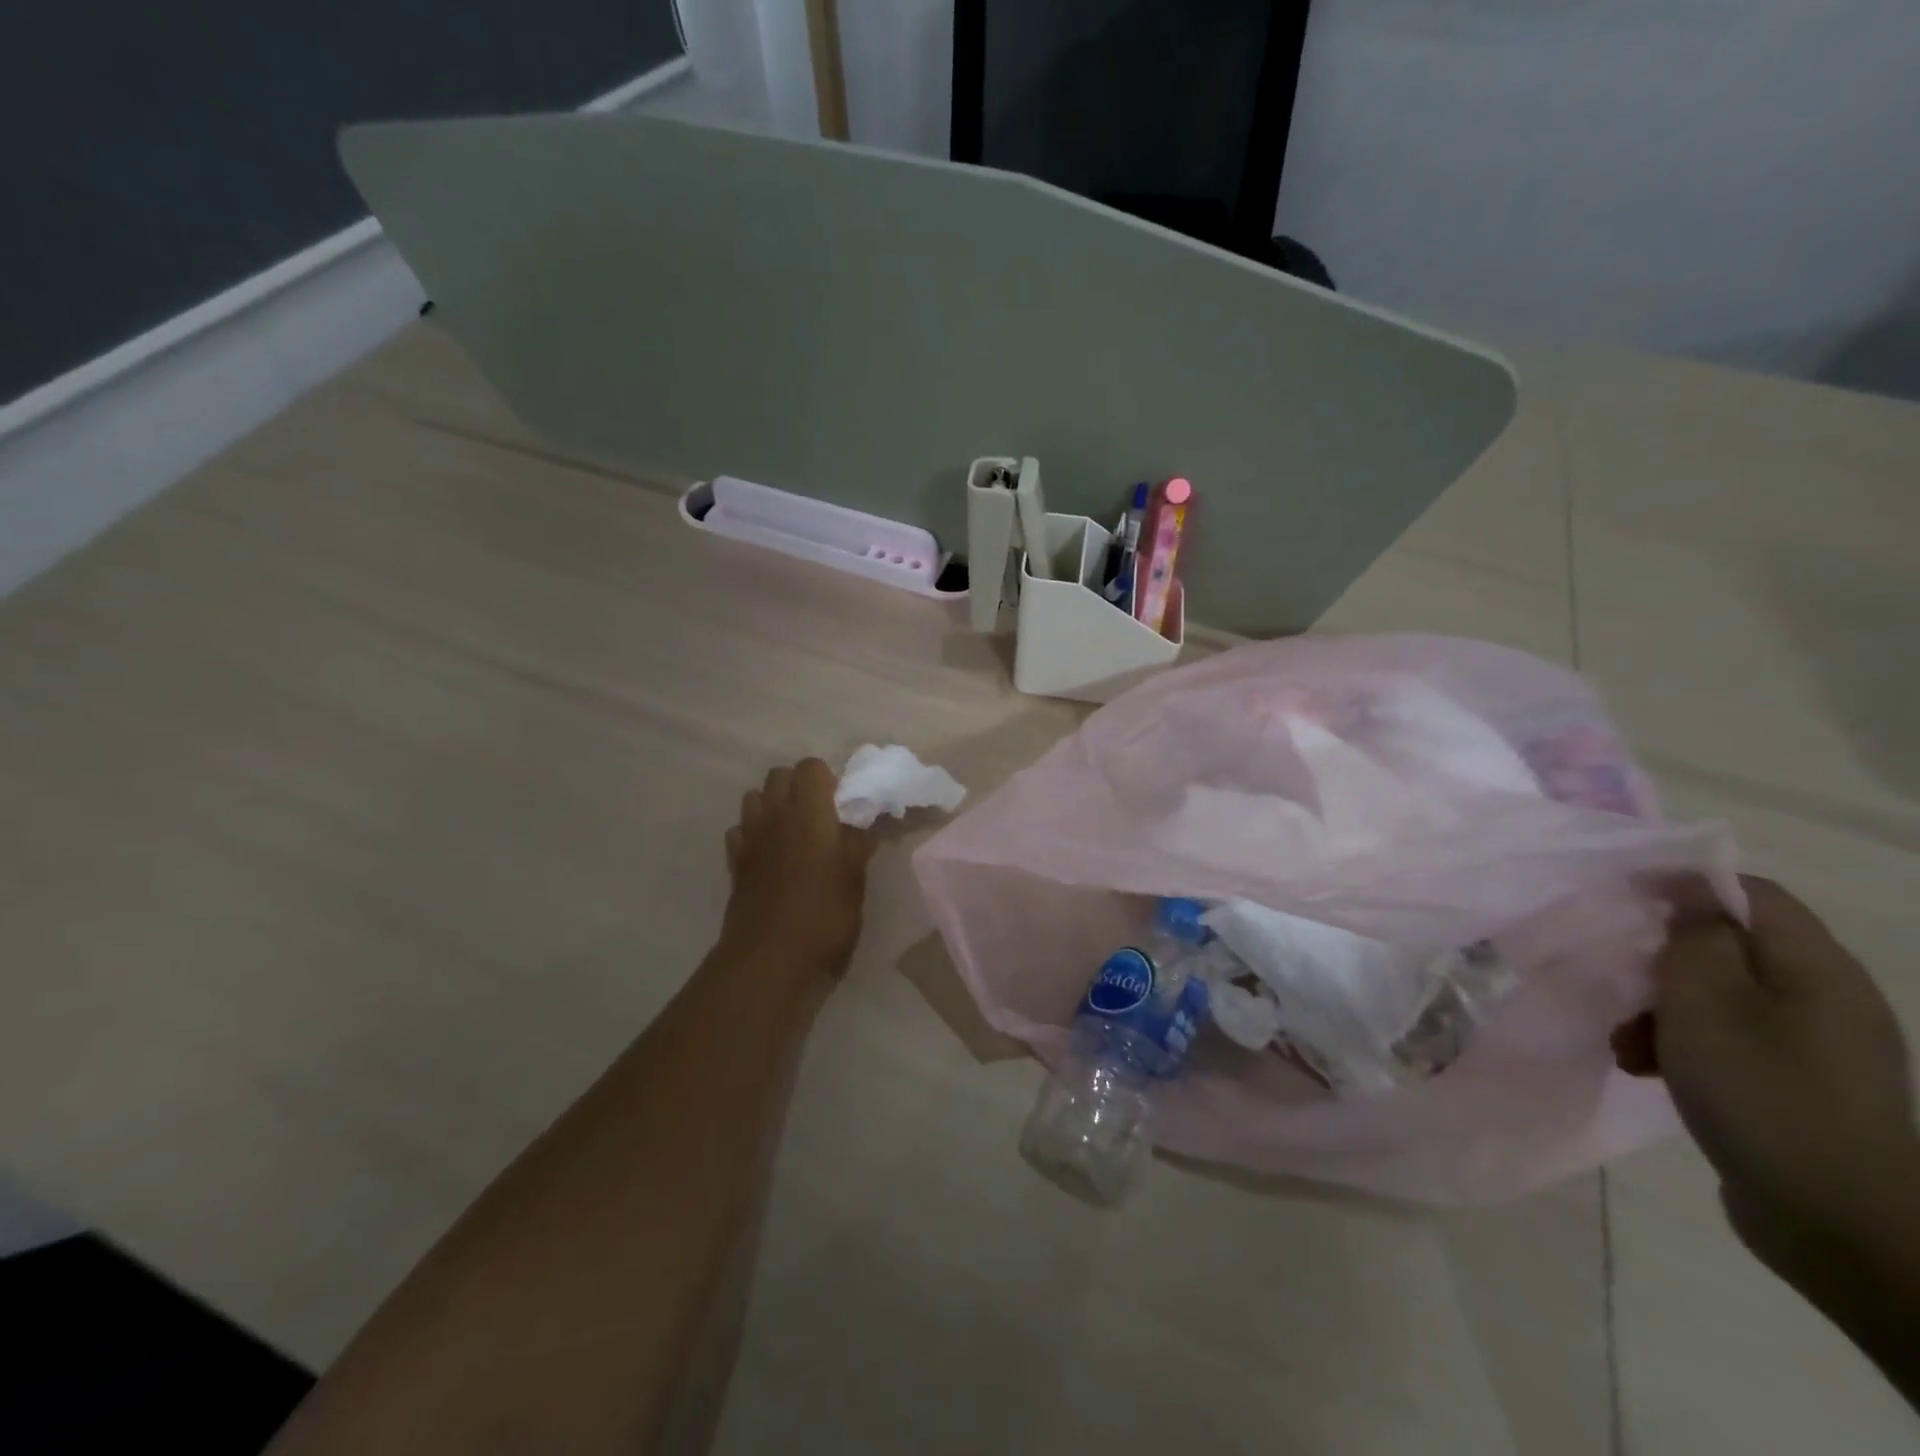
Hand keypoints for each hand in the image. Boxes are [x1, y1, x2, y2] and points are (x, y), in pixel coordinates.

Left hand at [719, 759, 874, 980]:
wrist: (770, 960)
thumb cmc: (823, 915)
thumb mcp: (855, 878)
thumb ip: (859, 842)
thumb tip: (864, 821)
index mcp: (810, 813)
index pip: (811, 767)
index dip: (827, 779)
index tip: (842, 804)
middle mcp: (775, 815)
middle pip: (779, 775)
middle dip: (798, 786)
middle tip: (820, 816)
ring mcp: (750, 838)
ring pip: (754, 798)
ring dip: (773, 806)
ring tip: (793, 833)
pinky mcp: (734, 863)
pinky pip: (740, 832)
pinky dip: (753, 835)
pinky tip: (769, 857)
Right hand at [1615, 876, 1919, 1281]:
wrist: (1839, 1224)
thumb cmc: (1762, 1092)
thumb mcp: (1704, 1001)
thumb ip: (1695, 937)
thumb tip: (1691, 894)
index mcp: (1817, 970)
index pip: (1753, 894)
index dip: (1686, 885)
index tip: (1622, 896)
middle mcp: (1829, 1000)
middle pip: (1732, 949)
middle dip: (1663, 962)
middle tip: (1618, 982)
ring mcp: (1819, 1050)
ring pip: (1723, 999)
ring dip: (1663, 1010)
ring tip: (1625, 1043)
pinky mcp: (1802, 1089)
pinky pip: (1733, 1043)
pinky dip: (1685, 1047)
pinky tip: (1650, 1071)